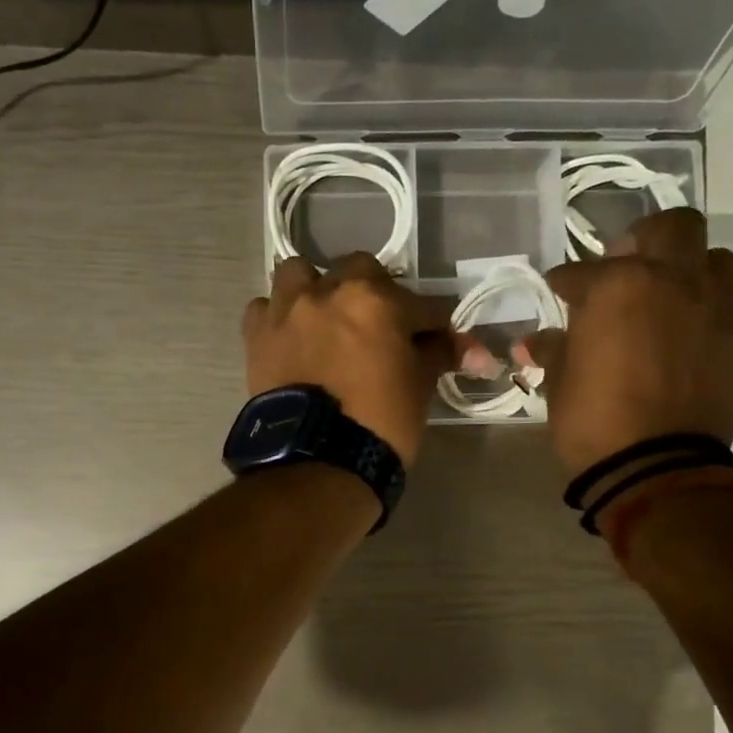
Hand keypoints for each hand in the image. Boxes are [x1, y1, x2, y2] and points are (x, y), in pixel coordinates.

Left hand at [243, 255, 466, 465]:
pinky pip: (264, 308)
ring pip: (300, 274)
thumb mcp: (420, 386)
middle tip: (379, 327)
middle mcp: (328, 291)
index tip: (438, 342)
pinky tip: (290, 338)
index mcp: (376, 300)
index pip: (421, 304)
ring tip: (325, 319)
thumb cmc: (379, 422)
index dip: (432, 325)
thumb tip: (476, 352)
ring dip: (316, 289)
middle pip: (359, 271)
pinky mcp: (256, 335)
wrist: (317, 461)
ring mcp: (287, 310)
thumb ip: (441, 354)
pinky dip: (278, 318)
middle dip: (374, 292)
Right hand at [519, 208, 732, 479]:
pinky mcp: (732, 345)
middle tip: (624, 266)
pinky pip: (719, 310)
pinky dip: (697, 314)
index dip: (565, 281)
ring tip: (662, 296)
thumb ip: (552, 349)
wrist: (657, 468)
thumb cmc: (593, 418)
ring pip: (713, 260)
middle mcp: (672, 283)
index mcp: (619, 286)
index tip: (558, 291)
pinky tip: (675, 342)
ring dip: (687, 268)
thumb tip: (536, 342)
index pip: (582, 270)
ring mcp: (711, 311)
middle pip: (674, 227)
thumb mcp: (560, 381)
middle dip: (646, 239)